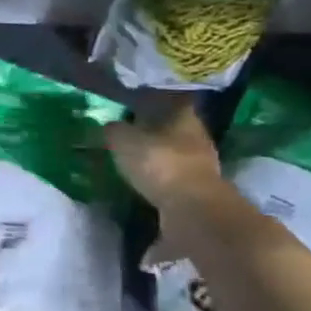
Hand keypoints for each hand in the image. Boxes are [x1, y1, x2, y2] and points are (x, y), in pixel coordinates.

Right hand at [103, 95, 228, 216]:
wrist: (192, 209)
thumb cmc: (159, 162)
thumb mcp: (123, 140)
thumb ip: (114, 130)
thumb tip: (109, 126)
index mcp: (184, 117)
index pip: (170, 101)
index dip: (151, 102)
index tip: (132, 105)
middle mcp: (197, 138)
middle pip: (173, 129)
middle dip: (153, 132)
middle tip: (128, 135)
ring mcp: (202, 166)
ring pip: (175, 155)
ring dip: (157, 158)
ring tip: (133, 162)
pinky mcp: (198, 192)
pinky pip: (174, 179)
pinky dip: (160, 181)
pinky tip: (144, 184)